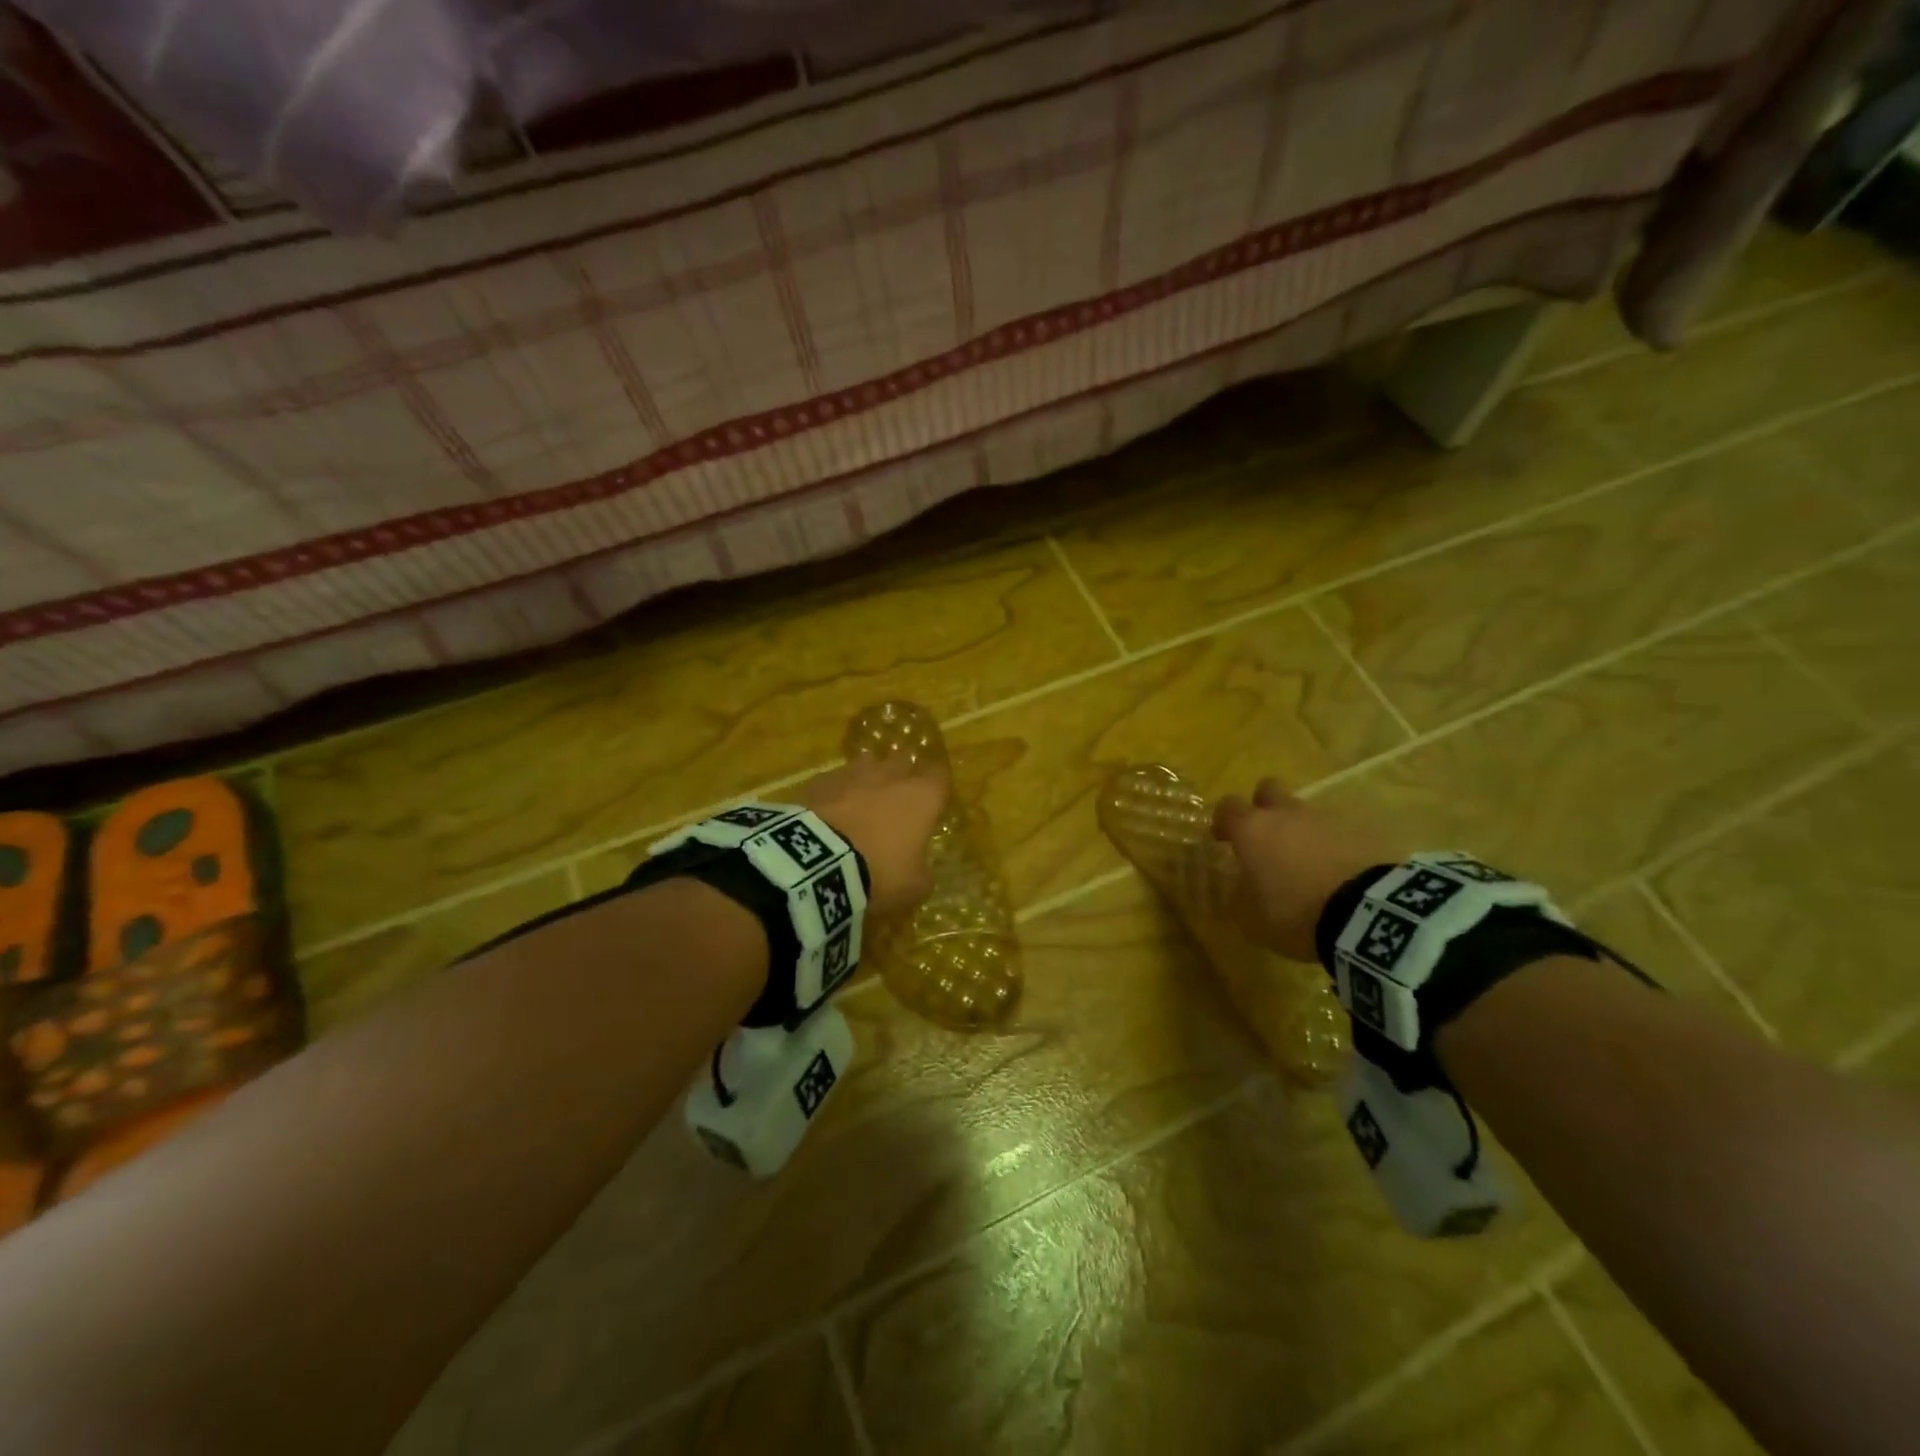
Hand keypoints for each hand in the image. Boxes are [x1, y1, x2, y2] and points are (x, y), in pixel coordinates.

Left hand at [797, 754, 947, 917]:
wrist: (818, 863)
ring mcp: (853, 774)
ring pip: (868, 764)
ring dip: (869, 779)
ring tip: (863, 801)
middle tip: (898, 800)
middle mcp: (891, 776)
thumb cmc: (879, 872)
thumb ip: (922, 873)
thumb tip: (920, 870)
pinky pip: (835, 780)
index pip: (940, 776)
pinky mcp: (820, 781)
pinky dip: (837, 792)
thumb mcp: (914, 887)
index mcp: (922, 797)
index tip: (934, 801)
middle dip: (903, 776)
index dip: (937, 787)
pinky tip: (830, 811)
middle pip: (903, 761)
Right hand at [1211, 777, 1401, 961]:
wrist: (1368, 914)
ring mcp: (1328, 821)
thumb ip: (1241, 895)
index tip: (1224, 840)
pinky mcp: (1363, 833)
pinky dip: (1333, 847)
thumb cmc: (1295, 912)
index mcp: (1253, 830)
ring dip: (1301, 831)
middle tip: (1265, 837)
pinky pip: (1339, 834)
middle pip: (1269, 789)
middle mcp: (1287, 815)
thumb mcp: (1251, 917)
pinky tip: (1337, 874)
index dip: (1223, 821)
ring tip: (1306, 865)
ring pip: (1306, 813)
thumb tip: (1243, 885)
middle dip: (1263, 807)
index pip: (1228, 807)